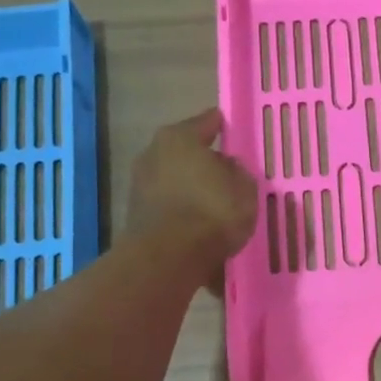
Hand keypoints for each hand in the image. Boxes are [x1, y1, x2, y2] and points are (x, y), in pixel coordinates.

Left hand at [125, 109, 257, 272]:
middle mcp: (154, 153)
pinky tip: (198, 223)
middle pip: (186, 152)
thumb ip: (238, 172)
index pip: (207, 122)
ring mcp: (140, 184)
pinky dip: (182, 210)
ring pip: (175, 179)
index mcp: (180, 137)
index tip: (233, 129)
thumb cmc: (212, 212)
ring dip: (191, 187)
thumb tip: (227, 167)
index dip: (223, 126)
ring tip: (214, 202)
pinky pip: (168, 205)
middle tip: (227, 173)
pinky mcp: (136, 214)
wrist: (169, 257)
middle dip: (204, 161)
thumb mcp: (244, 189)